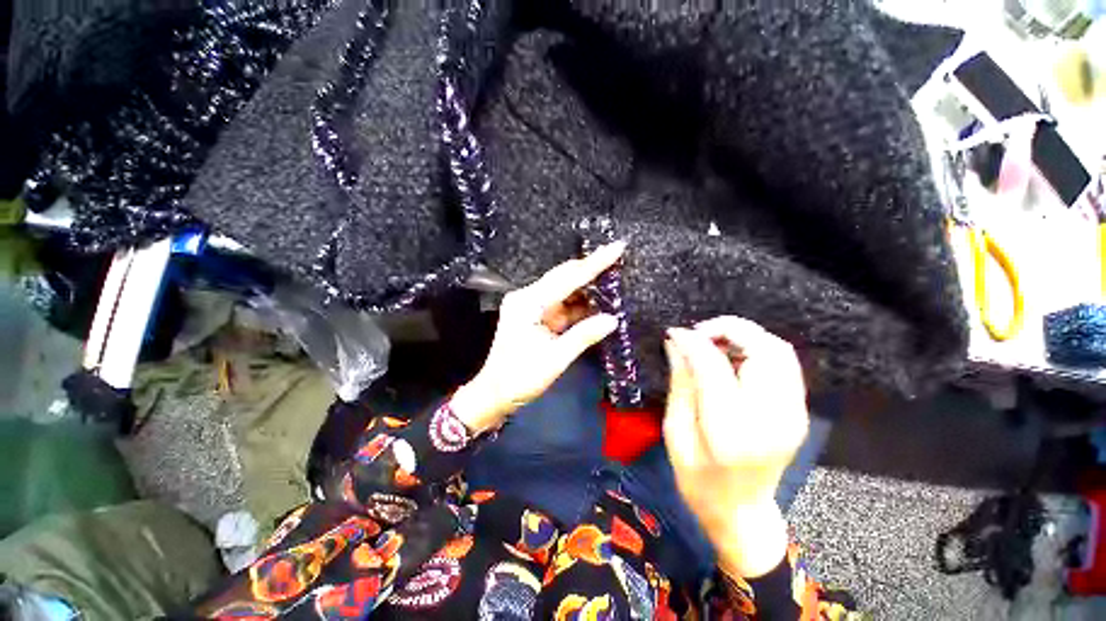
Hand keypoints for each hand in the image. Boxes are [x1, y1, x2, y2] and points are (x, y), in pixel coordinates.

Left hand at [450, 242, 624, 433]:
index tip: (616, 247)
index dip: (594, 263)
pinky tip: (597, 302)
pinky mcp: (536, 316)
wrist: (495, 394)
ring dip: (587, 288)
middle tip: (618, 257)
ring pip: (564, 290)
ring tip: (613, 280)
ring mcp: (531, 306)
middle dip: (591, 269)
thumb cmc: (520, 377)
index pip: (567, 278)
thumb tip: (613, 319)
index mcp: (529, 303)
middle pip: (564, 278)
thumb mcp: (556, 358)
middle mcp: (528, 297)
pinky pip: (562, 305)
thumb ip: (584, 335)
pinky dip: (579, 305)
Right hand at [663, 316, 807, 577]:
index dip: (694, 342)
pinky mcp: (798, 412)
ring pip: (779, 350)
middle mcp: (772, 418)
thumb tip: (676, 343)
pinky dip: (757, 349)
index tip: (676, 332)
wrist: (741, 513)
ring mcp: (793, 415)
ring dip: (745, 336)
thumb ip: (680, 383)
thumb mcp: (676, 432)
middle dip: (729, 328)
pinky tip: (732, 356)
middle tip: (698, 332)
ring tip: (714, 341)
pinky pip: (784, 363)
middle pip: (764, 350)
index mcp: (731, 430)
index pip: (716, 366)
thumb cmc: (698, 480)